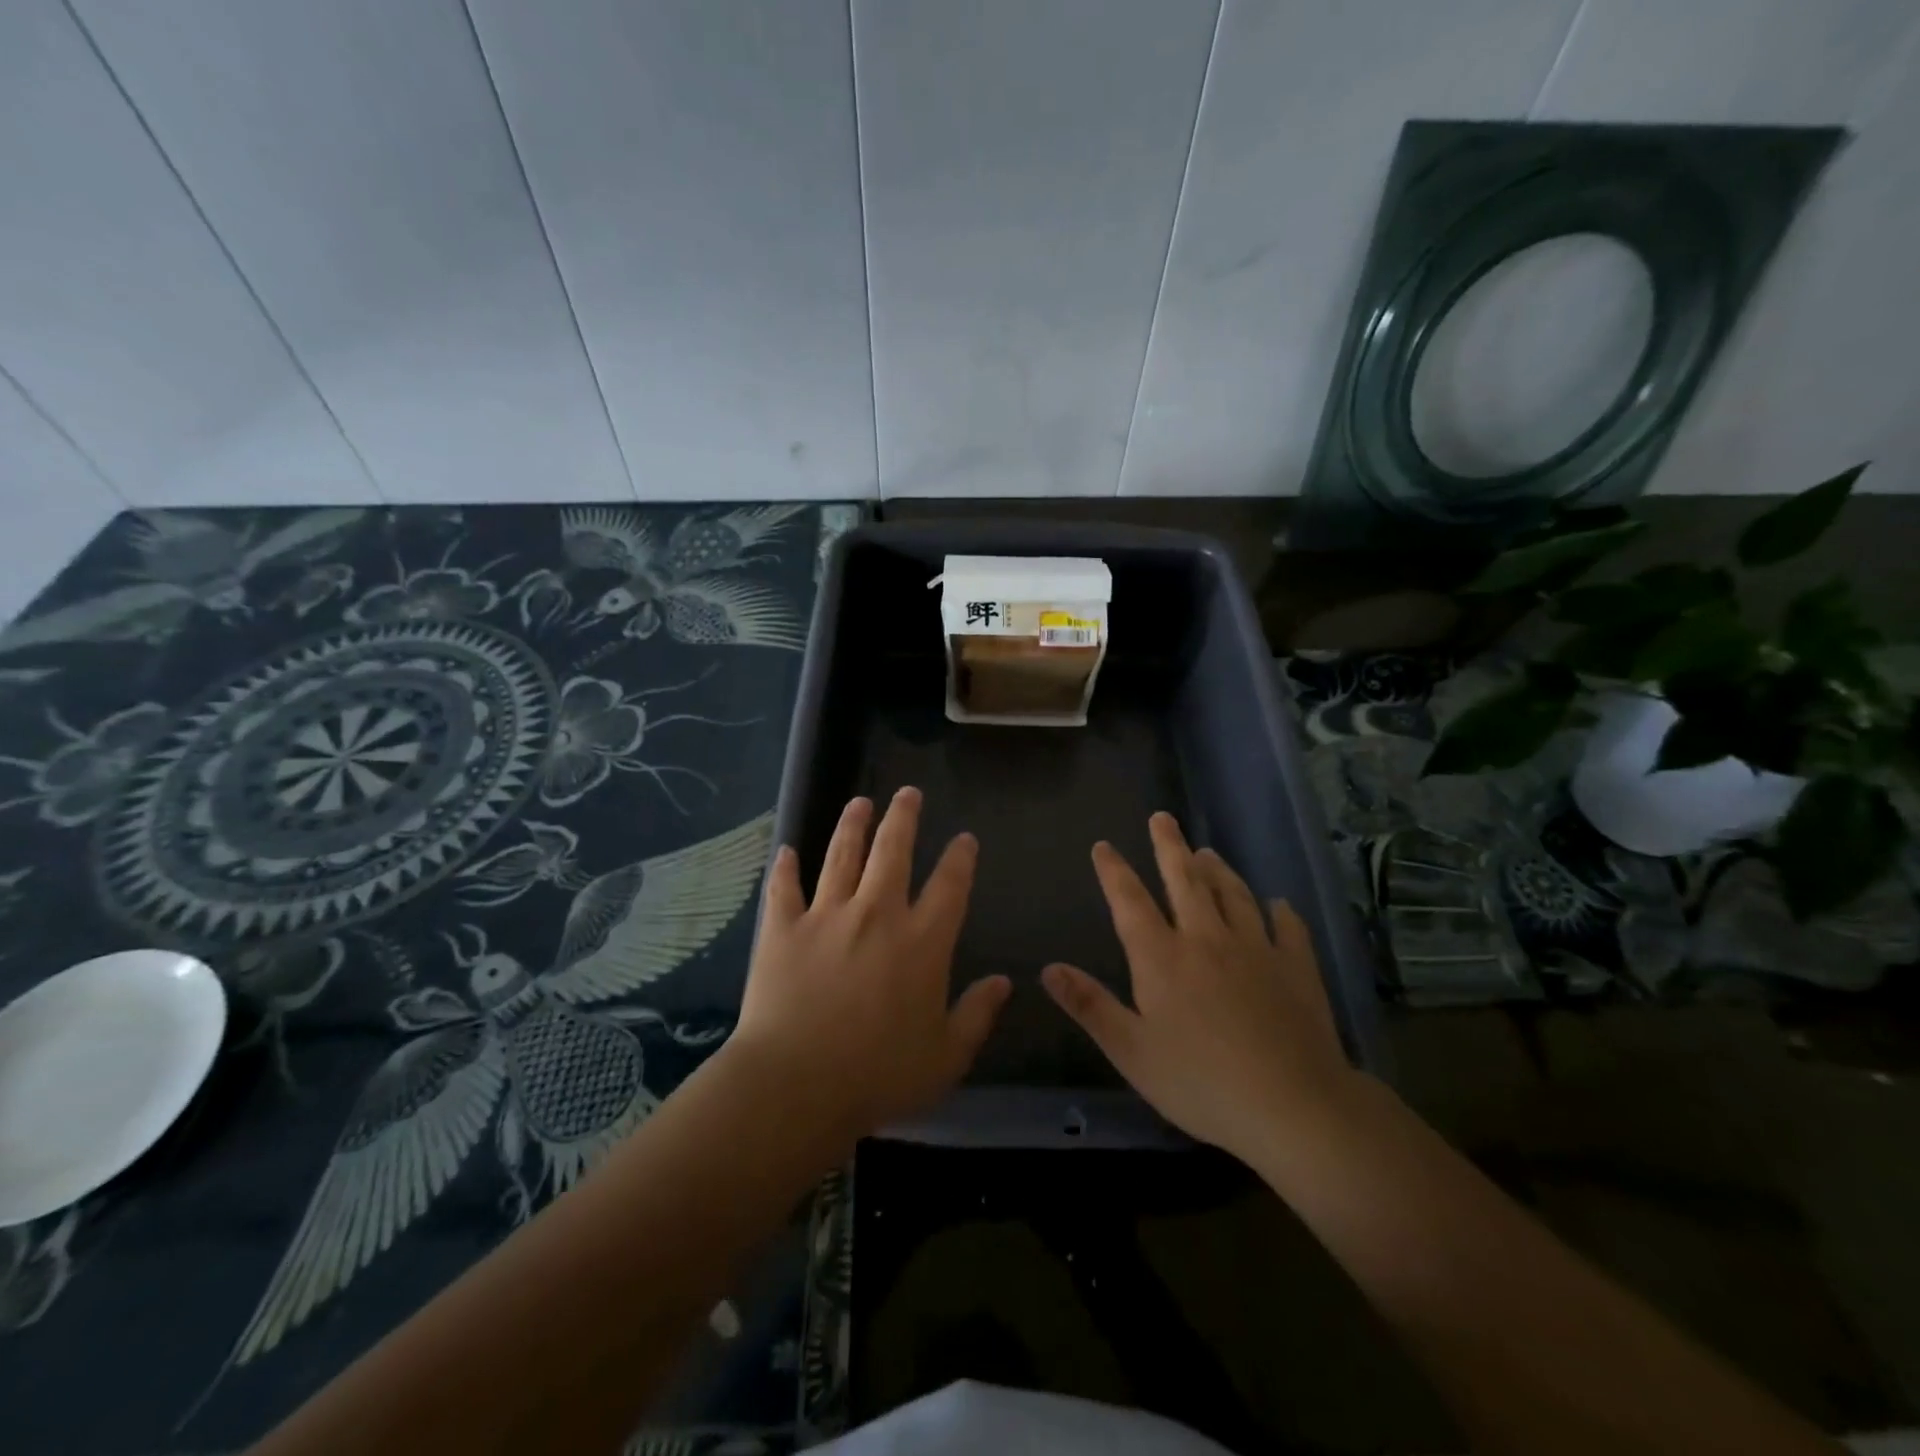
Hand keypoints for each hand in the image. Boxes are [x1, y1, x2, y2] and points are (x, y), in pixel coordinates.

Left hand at [729, 788, 1010, 1140]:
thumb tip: (1004, 982)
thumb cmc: (879, 1075)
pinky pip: (784, 888)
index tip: (965, 838)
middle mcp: (877, 914)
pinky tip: (785, 850)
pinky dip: (785, 867)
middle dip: (903, 817)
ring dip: (851, 825)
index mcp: (922, 942)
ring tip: (859, 802)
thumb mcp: (945, 1057)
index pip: (950, 886)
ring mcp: (826, 916)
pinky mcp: (783, 929)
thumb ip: (977, 1015)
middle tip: (908, 792)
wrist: (797, 1085)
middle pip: (893, 851)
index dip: (960, 858)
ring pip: (841, 856)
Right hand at [1041, 812, 1356, 1162]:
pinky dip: (1280, 911)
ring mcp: (1255, 949)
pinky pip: (1287, 927)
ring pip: (1233, 894)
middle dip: (1169, 846)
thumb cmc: (1201, 1083)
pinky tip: (1278, 904)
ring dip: (1218, 869)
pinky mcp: (1296, 967)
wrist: (1292, 1106)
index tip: (1103, 845)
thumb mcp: (1131, 1052)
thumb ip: (1090, 1006)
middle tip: (1162, 817)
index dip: (1114, 871)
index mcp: (1162, 958)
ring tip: (1207, 851)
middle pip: (1184, 880)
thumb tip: (1048, 969)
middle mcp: (1206, 939)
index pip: (1130, 901)